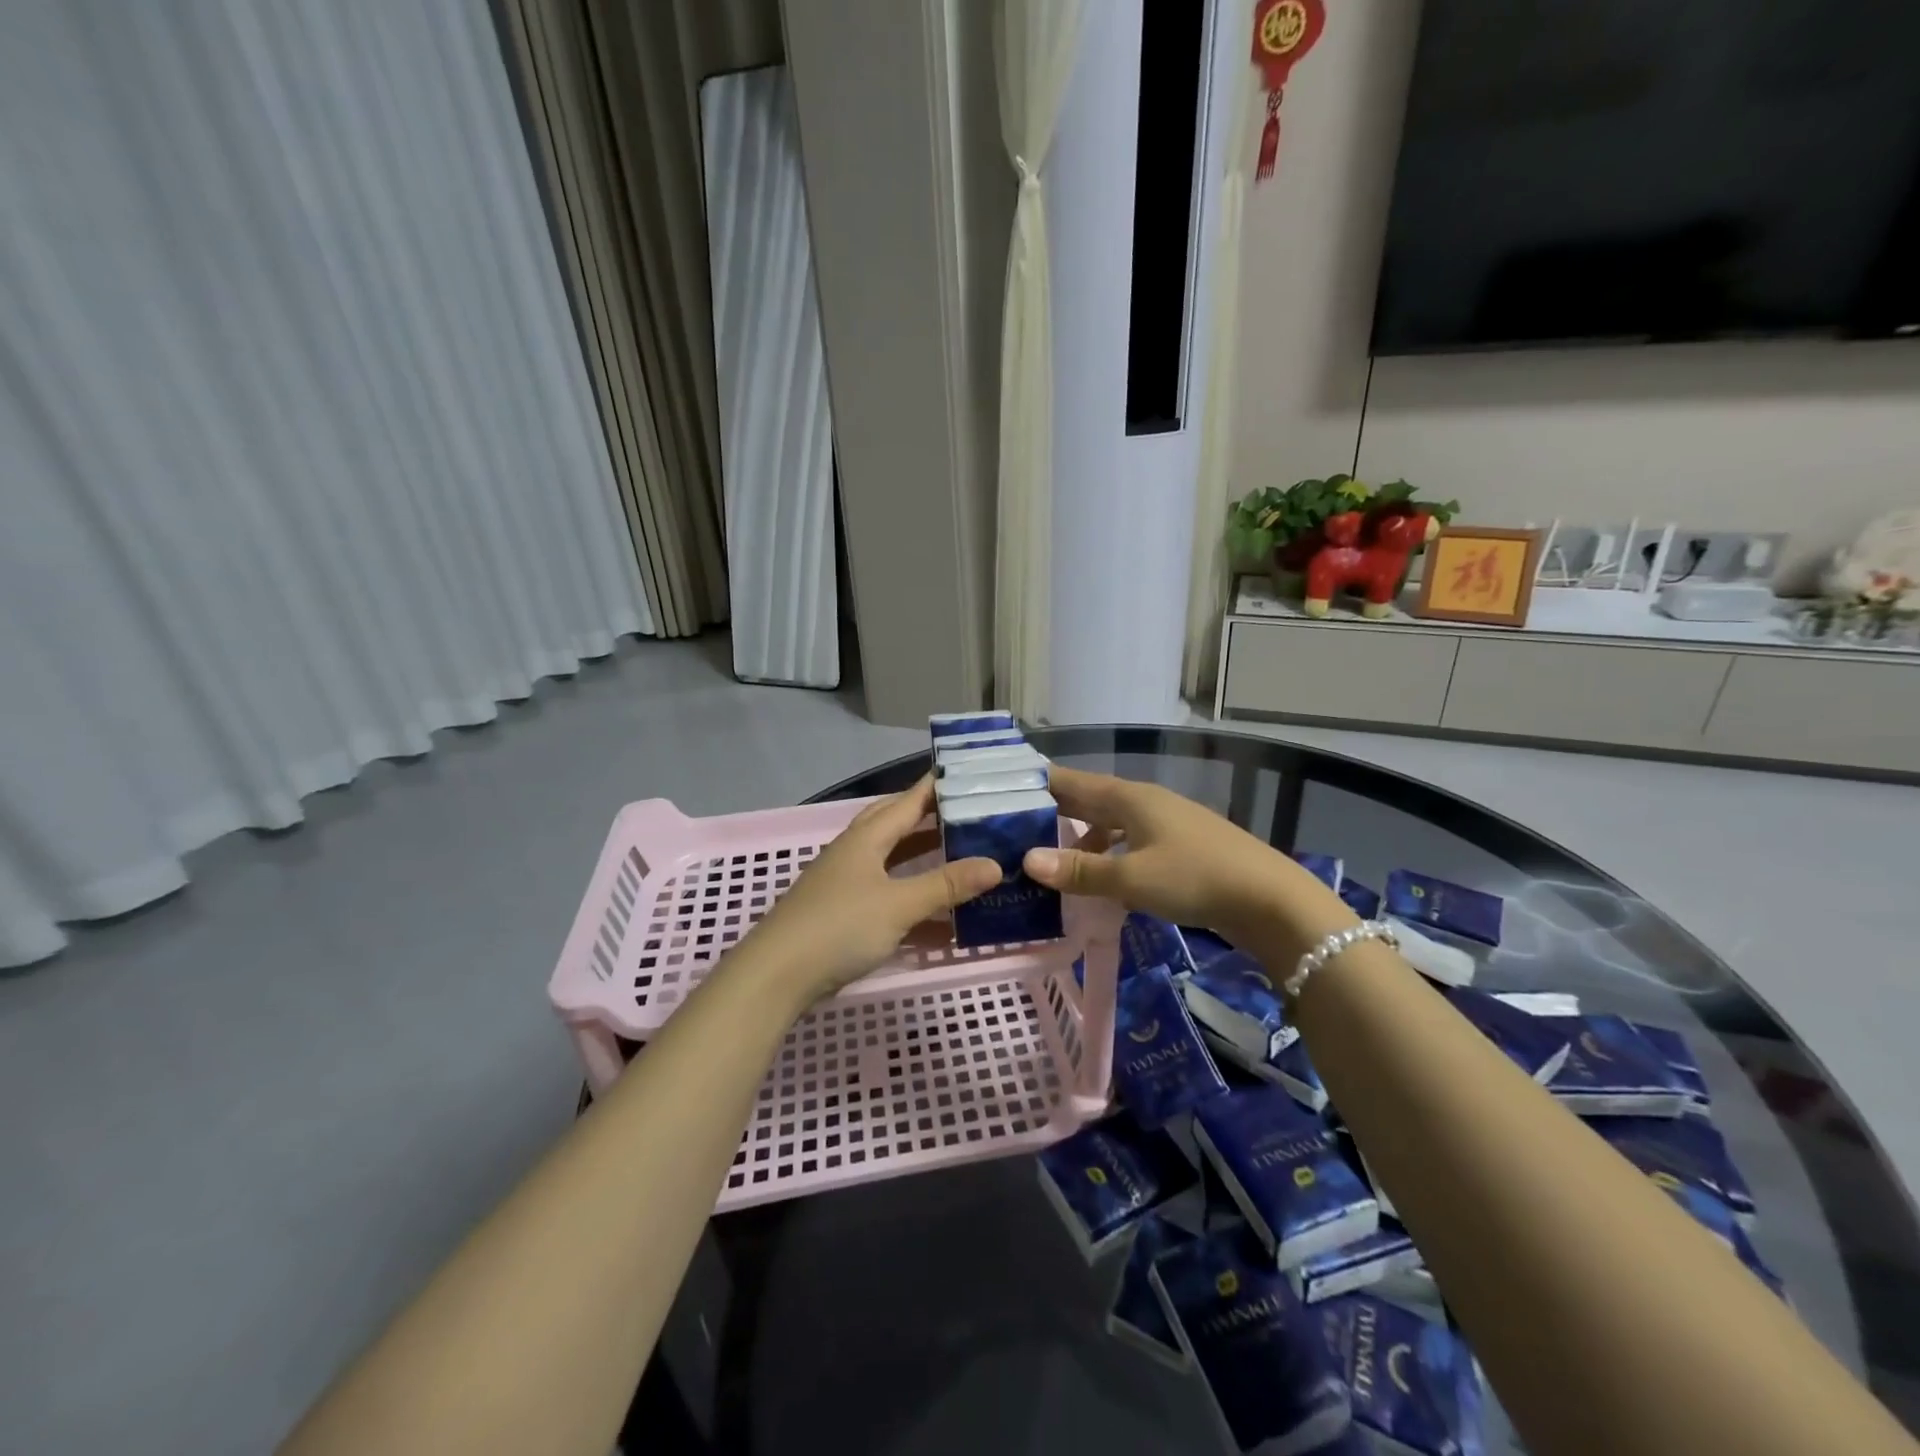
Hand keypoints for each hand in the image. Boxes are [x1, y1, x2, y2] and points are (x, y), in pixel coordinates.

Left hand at [737, 776, 1000, 1007]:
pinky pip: (888, 900)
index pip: (907, 802)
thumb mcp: (899, 904)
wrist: (777, 977)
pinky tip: (944, 921)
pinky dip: (915, 904)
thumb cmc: (839, 927)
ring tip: (963, 858)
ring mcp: (846, 885)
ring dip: (925, 862)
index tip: (967, 773)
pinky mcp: (844, 917)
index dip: (935, 787)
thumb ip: (946, 884)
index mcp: (866, 839)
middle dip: (930, 819)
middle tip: (968, 815)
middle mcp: (855, 854)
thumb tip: (995, 864)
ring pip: (893, 864)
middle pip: (896, 826)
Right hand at [1022, 765, 1340, 946]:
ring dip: (1083, 838)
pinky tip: (1103, 879)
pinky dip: (1109, 854)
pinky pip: (1131, 842)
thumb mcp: (1132, 877)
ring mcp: (1167, 824)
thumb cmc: (1196, 877)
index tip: (1004, 792)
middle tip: (1017, 827)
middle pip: (1091, 800)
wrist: (1270, 899)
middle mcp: (1146, 802)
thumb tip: (1028, 860)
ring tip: (1054, 860)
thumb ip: (1081, 871)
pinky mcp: (1181, 848)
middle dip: (1056, 811)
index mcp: (1130, 798)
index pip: (1073, 782)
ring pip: (1112, 823)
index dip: (1040, 785)